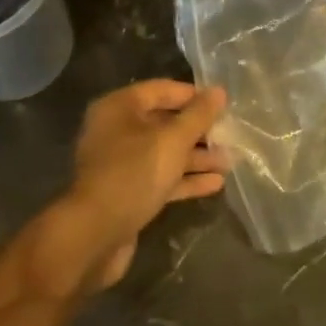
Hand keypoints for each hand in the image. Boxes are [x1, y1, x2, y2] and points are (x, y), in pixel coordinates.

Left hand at [42, 81, 228, 293]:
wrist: (95, 235)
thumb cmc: (133, 174)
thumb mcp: (171, 140)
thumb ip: (197, 116)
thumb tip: (218, 91)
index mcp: (119, 108)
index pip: (160, 90)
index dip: (192, 95)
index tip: (222, 104)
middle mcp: (117, 131)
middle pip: (163, 122)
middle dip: (197, 130)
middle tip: (230, 135)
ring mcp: (121, 164)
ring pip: (164, 153)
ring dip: (196, 157)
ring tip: (230, 161)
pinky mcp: (128, 193)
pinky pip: (160, 178)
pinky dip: (185, 179)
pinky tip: (215, 184)